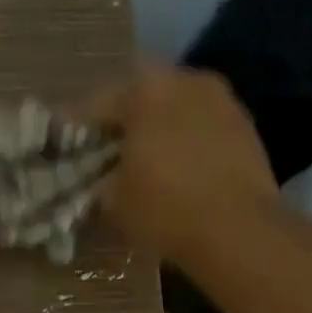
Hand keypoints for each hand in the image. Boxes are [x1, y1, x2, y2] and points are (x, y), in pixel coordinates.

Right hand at [90, 59, 278, 266]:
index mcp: (147, 90)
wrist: (239, 231)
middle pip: (144, 94)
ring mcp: (223, 102)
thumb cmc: (165, 208)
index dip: (77, 124)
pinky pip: (204, 127)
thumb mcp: (115, 199)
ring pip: (178, 107)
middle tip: (108, 146)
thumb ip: (102, 179)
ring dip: (160, 126)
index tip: (64, 139)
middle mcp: (187, 81)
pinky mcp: (247, 128)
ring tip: (146, 158)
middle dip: (125, 118)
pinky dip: (188, 140)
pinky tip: (180, 167)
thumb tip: (103, 179)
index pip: (99, 102)